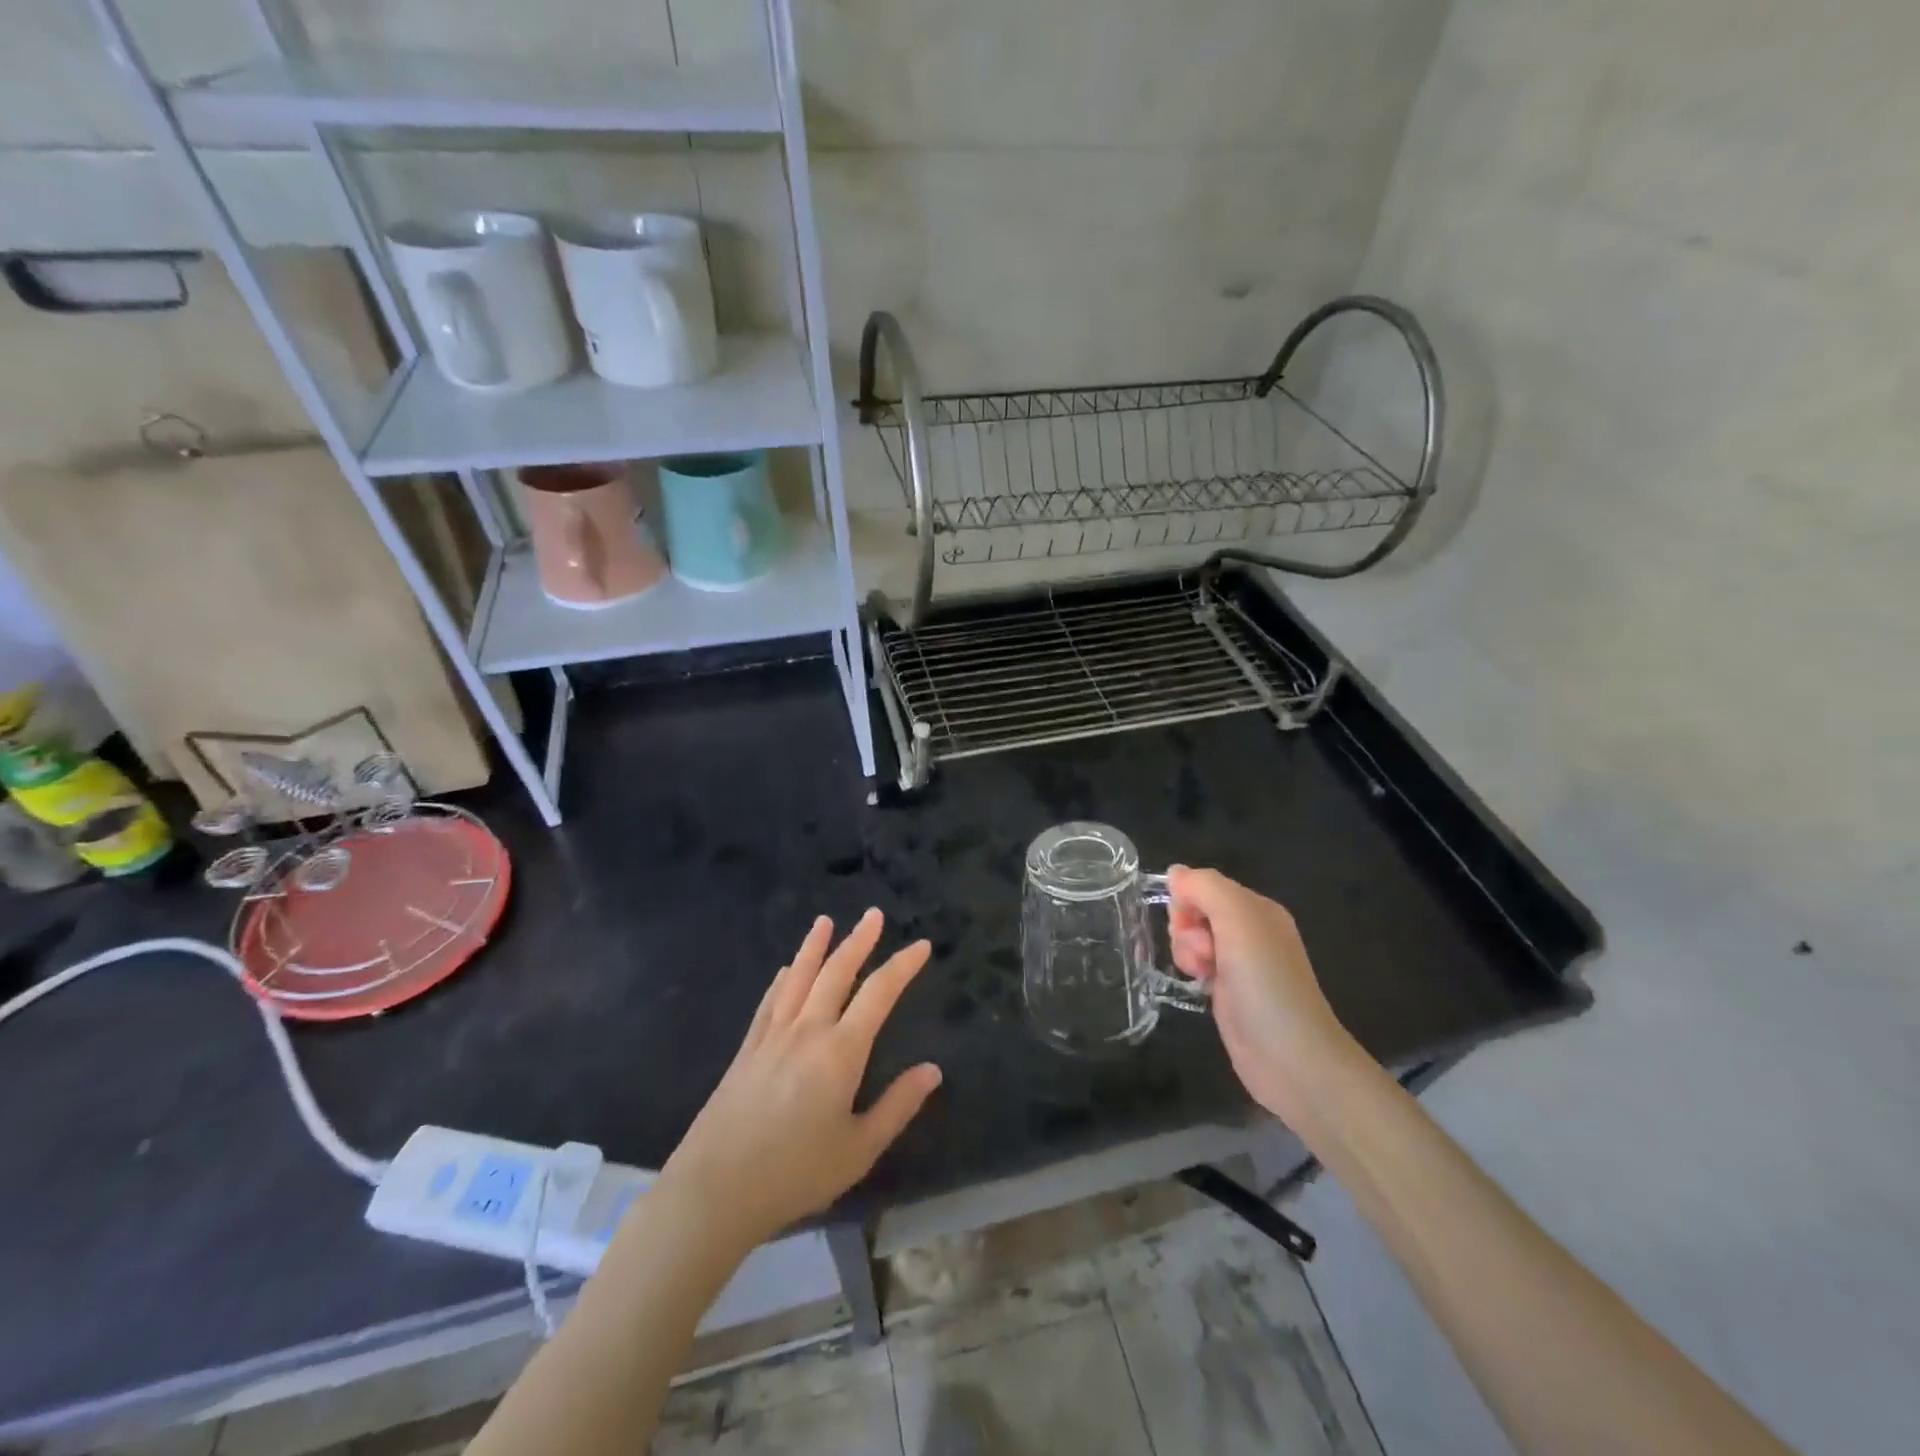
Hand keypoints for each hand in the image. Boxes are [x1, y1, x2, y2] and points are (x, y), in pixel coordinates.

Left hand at [658, 909, 941, 1253]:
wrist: (715, 1191)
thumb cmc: (795, 1174)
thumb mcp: (859, 1149)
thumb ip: (897, 1106)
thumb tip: (933, 1069)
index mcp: (840, 1052)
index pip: (878, 994)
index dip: (902, 966)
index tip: (921, 945)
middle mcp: (807, 1031)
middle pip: (836, 973)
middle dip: (858, 941)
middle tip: (873, 914)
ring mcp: (772, 1037)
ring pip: (799, 978)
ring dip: (815, 947)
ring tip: (825, 921)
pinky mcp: (747, 1050)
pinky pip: (769, 1002)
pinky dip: (782, 979)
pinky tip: (786, 969)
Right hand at [1167, 866, 1355, 1128]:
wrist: (1291, 1058)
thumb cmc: (1266, 983)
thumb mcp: (1238, 921)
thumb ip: (1205, 888)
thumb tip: (1175, 873)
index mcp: (1258, 909)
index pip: (1205, 886)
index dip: (1188, 901)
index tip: (1191, 924)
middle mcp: (1250, 931)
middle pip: (1196, 911)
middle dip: (1187, 929)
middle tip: (1205, 953)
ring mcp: (1240, 963)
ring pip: (1192, 938)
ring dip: (1187, 951)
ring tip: (1203, 974)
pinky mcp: (1229, 991)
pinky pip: (1198, 964)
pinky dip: (1193, 970)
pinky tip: (1201, 985)